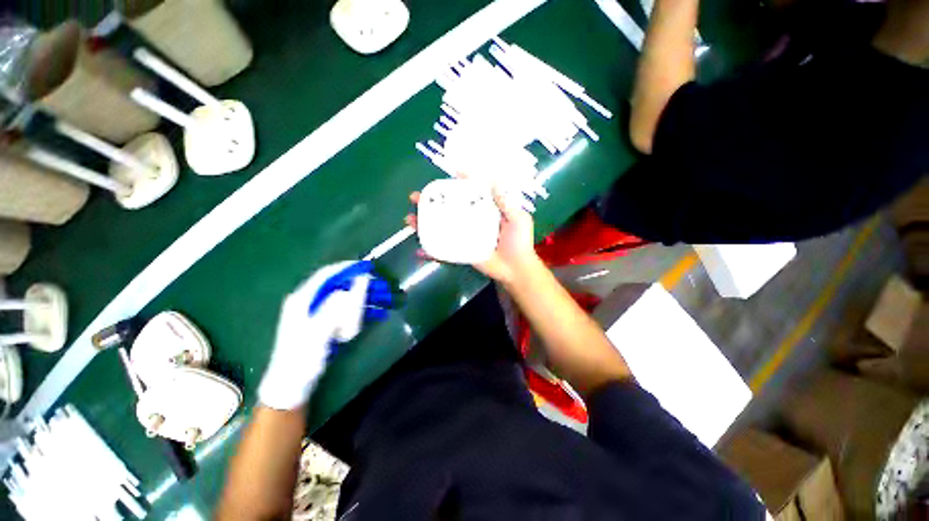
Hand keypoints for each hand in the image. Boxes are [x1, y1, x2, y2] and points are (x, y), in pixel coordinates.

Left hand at [258, 261, 389, 410]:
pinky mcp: (326, 325)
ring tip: (384, 300)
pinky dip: (361, 312)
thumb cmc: (302, 357)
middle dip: (361, 286)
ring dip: (365, 299)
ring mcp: (318, 314)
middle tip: (381, 286)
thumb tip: (355, 285)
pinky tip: (377, 314)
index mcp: (303, 300)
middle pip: (340, 286)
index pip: (327, 275)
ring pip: (346, 299)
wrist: (292, 385)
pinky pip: (347, 312)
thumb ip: (336, 307)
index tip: (367, 267)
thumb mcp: (318, 331)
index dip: (347, 268)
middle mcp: (310, 303)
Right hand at [406, 186, 541, 285]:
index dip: (458, 184)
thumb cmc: (519, 242)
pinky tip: (418, 249)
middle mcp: (472, 222)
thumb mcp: (517, 217)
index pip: (468, 194)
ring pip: (442, 227)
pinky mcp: (462, 252)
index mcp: (485, 211)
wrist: (517, 268)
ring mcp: (465, 237)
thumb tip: (492, 178)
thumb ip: (505, 201)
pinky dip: (431, 250)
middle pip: (448, 209)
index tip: (448, 174)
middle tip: (416, 197)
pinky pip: (444, 250)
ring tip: (409, 219)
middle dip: (431, 203)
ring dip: (424, 224)